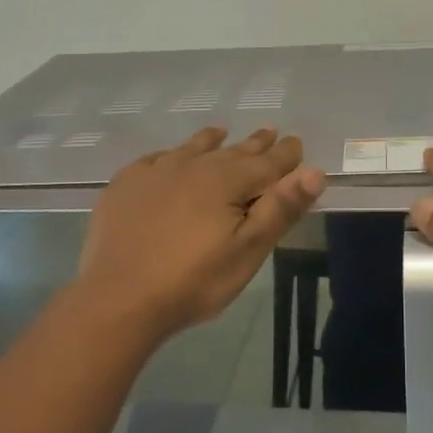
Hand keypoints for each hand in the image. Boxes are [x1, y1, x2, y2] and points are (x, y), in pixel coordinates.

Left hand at [76, 127, 324, 338]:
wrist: (118, 299)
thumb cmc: (192, 281)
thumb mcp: (247, 251)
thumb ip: (280, 208)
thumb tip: (314, 171)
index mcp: (226, 181)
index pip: (267, 162)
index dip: (286, 154)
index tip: (296, 142)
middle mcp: (192, 166)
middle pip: (232, 151)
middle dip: (254, 144)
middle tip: (270, 132)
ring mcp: (155, 172)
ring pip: (192, 148)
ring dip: (211, 141)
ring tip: (221, 133)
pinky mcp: (125, 185)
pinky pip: (155, 159)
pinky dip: (171, 155)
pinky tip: (169, 158)